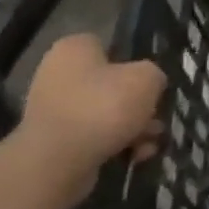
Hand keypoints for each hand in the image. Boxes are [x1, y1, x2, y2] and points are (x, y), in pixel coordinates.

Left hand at [19, 35, 164, 197]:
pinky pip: (93, 137)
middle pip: (110, 85)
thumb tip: (149, 84)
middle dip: (136, 105)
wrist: (58, 162)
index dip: (133, 63)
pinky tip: (134, 157)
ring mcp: (52, 110)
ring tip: (150, 145)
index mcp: (74, 49)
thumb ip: (154, 75)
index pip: (108, 47)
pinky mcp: (53, 142)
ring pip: (104, 114)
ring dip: (131, 128)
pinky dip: (114, 145)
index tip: (150, 83)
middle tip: (156, 119)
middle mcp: (56, 74)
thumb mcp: (147, 79)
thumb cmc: (103, 107)